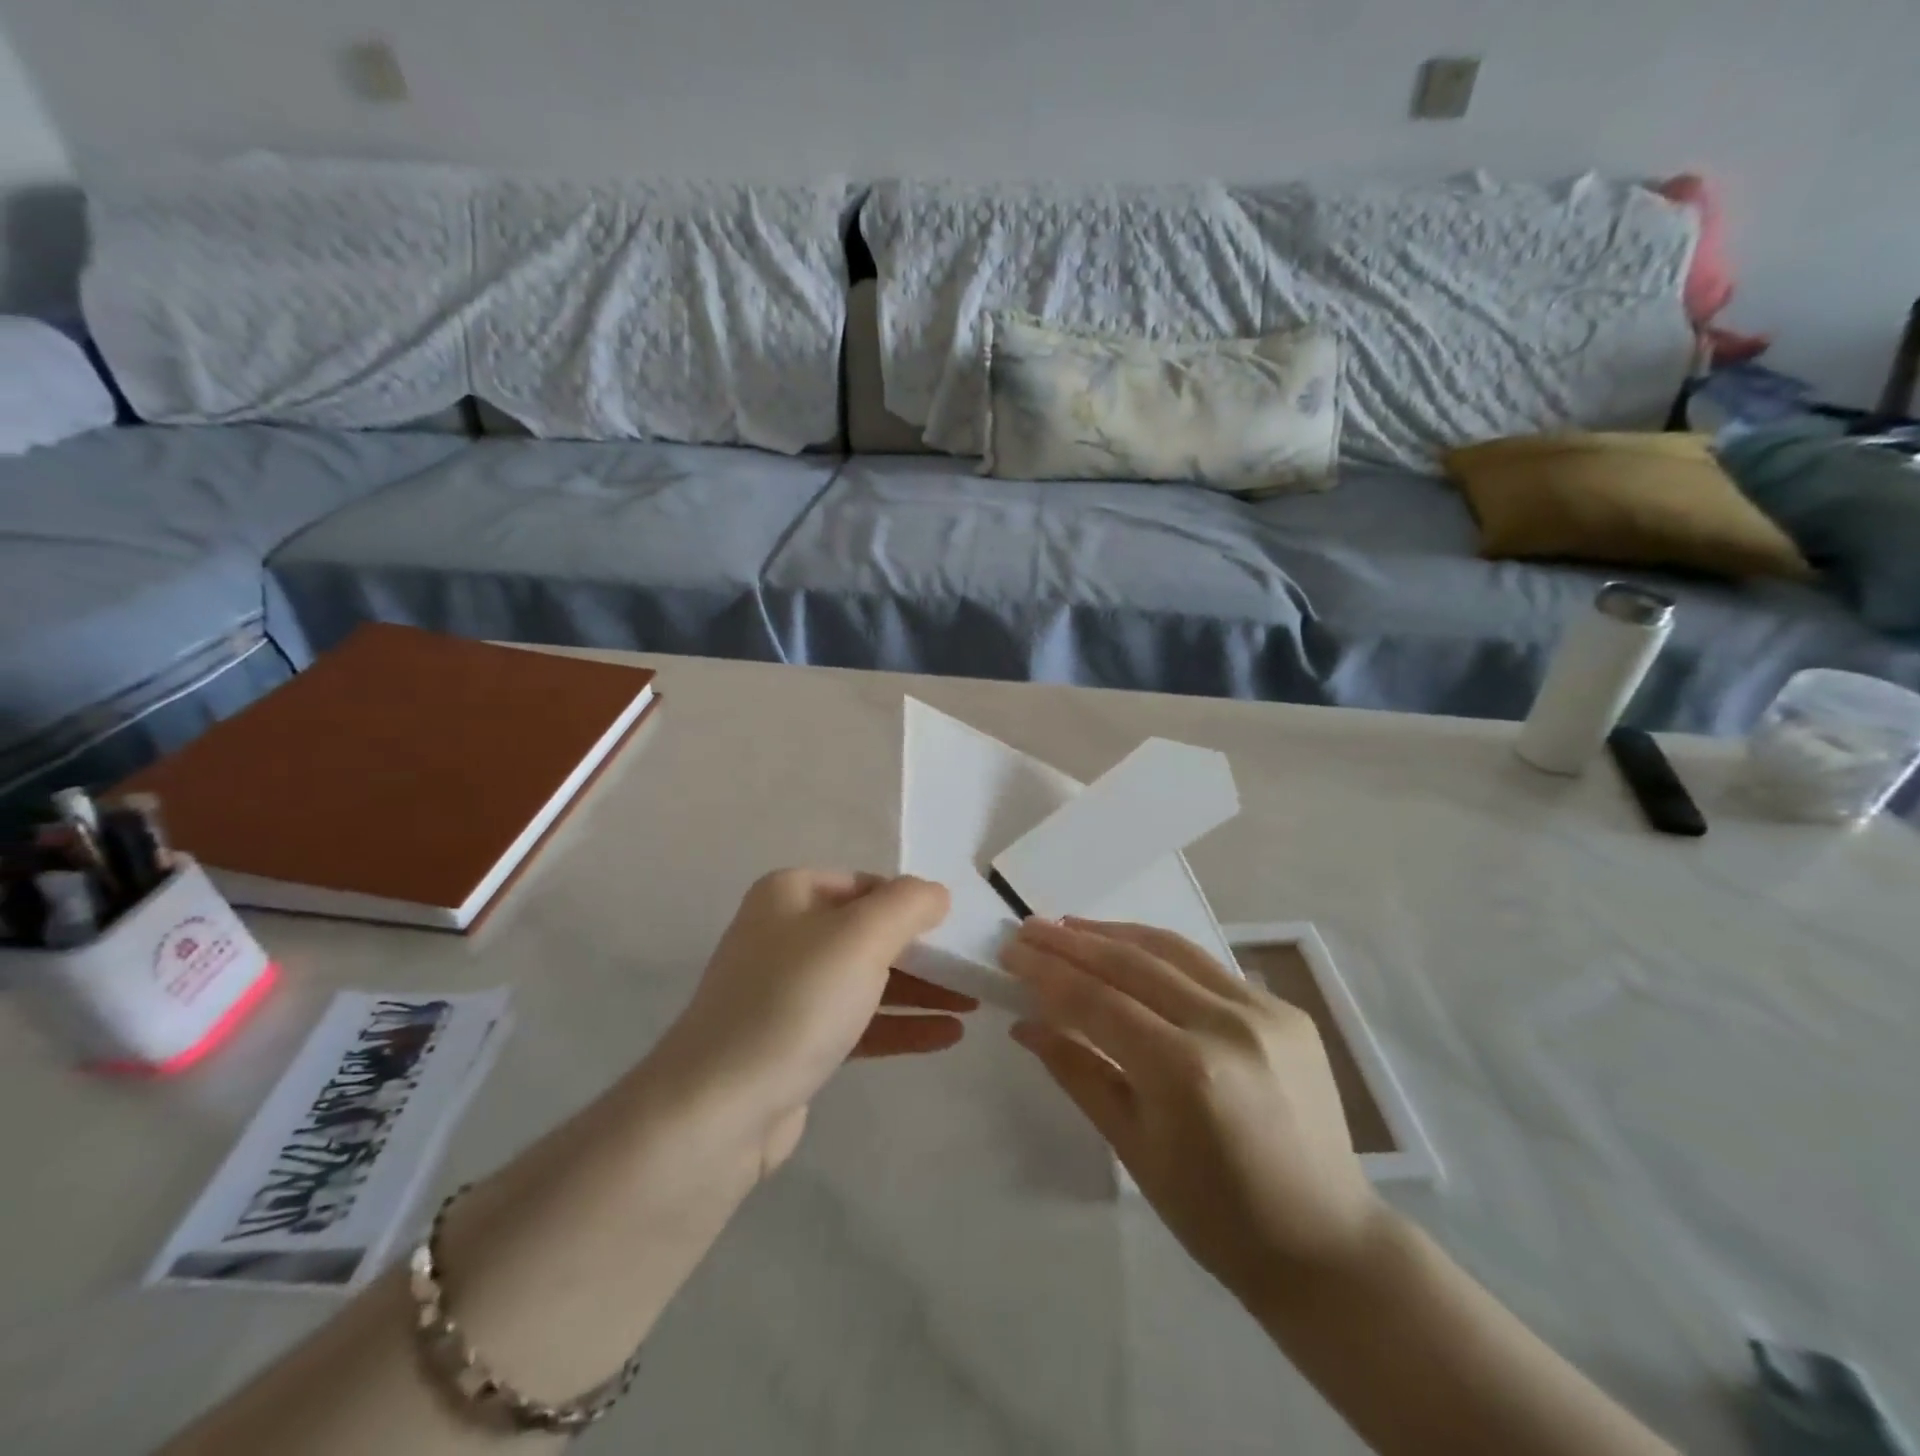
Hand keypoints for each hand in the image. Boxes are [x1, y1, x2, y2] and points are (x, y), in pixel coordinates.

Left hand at [650, 870, 956, 1171]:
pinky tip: (945, 1036)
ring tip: (972, 1005)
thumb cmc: (795, 1002)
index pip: (867, 885)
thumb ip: (909, 903)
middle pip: (869, 933)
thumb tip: (936, 895)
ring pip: (867, 979)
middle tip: (972, 970)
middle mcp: (785, 934)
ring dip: (920, 990)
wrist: (719, 1109)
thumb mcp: (862, 936)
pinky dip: (899, 1024)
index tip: (956, 929)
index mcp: (790, 894)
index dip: (913, 903)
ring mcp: (786, 990)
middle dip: (924, 952)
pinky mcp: (794, 1041)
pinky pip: (857, 1021)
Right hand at [1001, 918, 1385, 1299]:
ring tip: (1070, 925)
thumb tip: (1024, 1023)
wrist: (1324, 1241)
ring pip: (1171, 949)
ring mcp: (1263, 1010)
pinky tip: (1131, 949)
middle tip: (1028, 927)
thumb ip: (1078, 1072)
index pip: (1097, 1002)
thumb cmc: (1215, 1216)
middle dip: (1072, 942)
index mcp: (1185, 1072)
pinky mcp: (1284, 1007)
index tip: (1009, 951)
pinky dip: (1160, 951)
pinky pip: (1207, 966)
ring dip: (1114, 933)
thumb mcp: (1133, 1149)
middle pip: (1131, 963)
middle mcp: (1226, 1025)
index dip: (1047, 972)